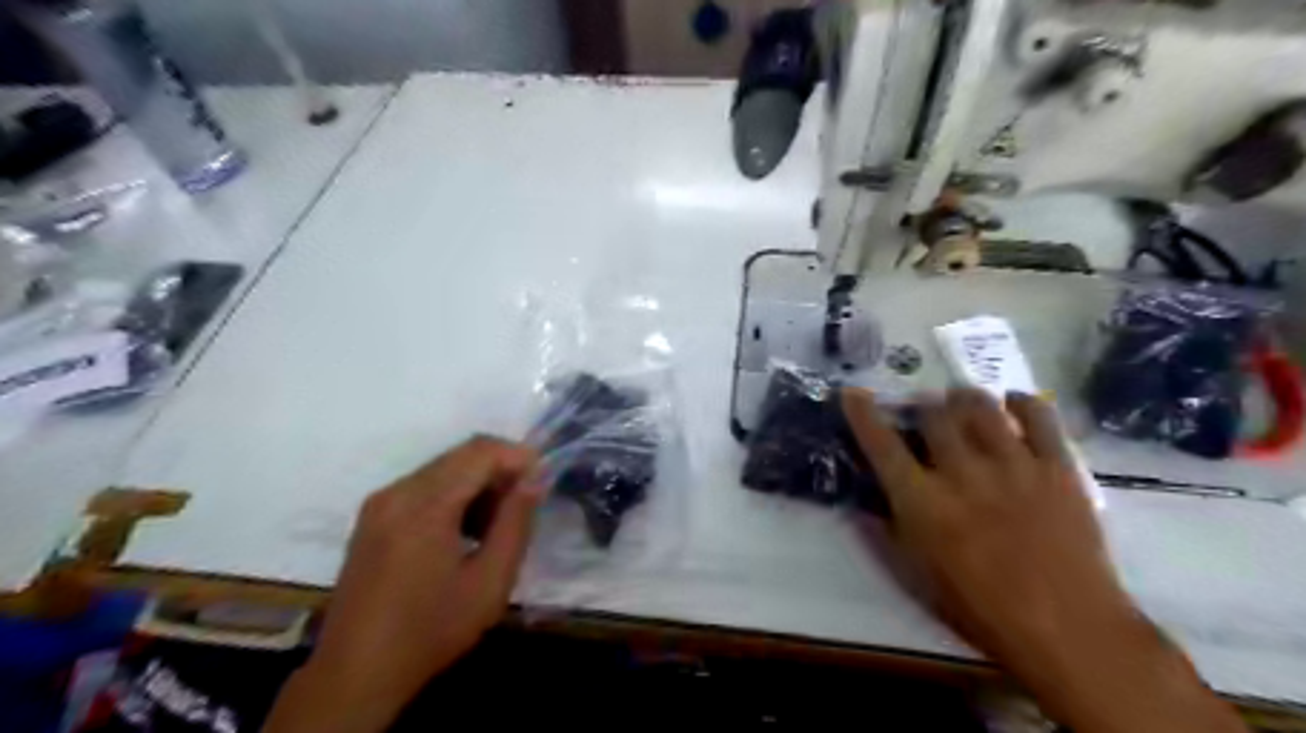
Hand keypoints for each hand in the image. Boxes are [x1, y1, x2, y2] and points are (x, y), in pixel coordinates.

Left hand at [263, 437, 540, 730]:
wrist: (355, 673)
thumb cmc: (431, 629)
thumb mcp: (490, 582)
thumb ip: (516, 522)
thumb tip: (536, 478)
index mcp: (424, 505)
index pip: (480, 451)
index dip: (518, 456)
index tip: (542, 481)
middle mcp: (398, 491)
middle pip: (461, 454)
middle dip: (500, 469)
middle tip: (524, 505)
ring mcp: (381, 502)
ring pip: (444, 467)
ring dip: (478, 482)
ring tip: (496, 524)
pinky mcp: (374, 515)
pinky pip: (424, 485)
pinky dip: (454, 494)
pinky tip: (465, 531)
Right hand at [843, 393, 1249, 732]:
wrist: (1068, 628)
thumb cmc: (980, 608)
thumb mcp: (915, 576)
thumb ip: (885, 532)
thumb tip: (865, 501)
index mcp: (922, 502)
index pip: (881, 444)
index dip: (862, 414)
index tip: (852, 393)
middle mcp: (962, 472)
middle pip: (933, 414)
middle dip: (921, 407)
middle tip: (923, 413)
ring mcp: (1012, 465)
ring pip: (980, 407)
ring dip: (963, 399)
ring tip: (961, 403)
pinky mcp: (1057, 468)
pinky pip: (1039, 416)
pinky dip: (1021, 402)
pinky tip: (1012, 404)